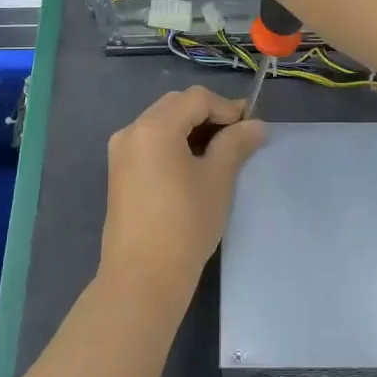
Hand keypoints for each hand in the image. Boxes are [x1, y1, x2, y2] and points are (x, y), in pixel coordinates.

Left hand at [100, 86, 266, 310]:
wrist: (142, 277)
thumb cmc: (185, 224)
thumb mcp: (217, 180)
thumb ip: (236, 144)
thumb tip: (256, 125)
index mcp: (154, 126)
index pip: (197, 99)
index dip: (227, 107)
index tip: (251, 128)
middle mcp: (132, 131)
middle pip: (176, 105)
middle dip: (209, 115)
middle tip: (238, 138)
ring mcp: (121, 152)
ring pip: (162, 123)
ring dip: (192, 129)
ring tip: (220, 154)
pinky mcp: (119, 173)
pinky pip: (150, 143)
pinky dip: (174, 144)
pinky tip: (194, 167)